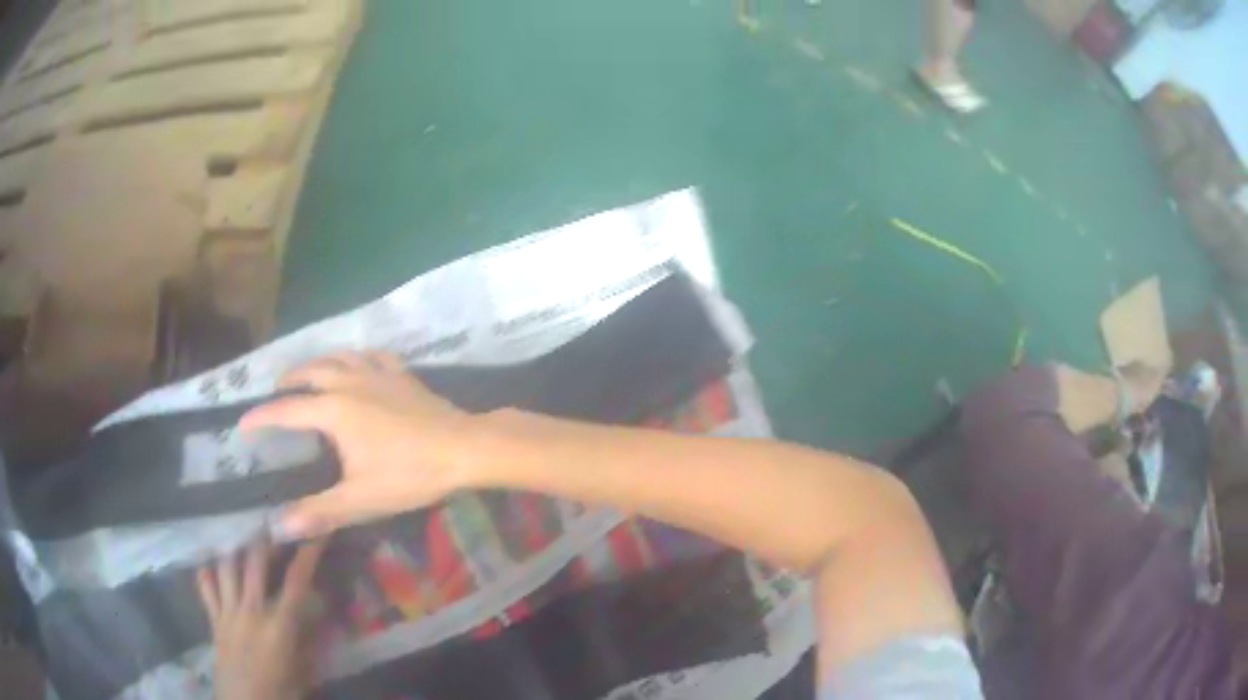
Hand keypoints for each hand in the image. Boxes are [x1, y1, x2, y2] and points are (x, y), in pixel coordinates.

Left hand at [198, 540, 326, 699]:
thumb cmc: (281, 691)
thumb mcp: (305, 670)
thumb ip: (311, 640)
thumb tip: (321, 612)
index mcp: (280, 625)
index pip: (297, 580)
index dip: (309, 553)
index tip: (318, 531)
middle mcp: (252, 610)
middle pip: (256, 561)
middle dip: (267, 538)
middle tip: (275, 526)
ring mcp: (229, 612)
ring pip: (228, 566)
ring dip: (236, 547)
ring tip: (244, 535)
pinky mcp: (213, 619)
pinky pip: (205, 587)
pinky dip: (207, 571)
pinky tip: (210, 561)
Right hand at [241, 352, 474, 535]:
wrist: (464, 448)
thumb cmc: (410, 474)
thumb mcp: (360, 499)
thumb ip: (319, 511)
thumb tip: (280, 526)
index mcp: (334, 410)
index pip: (286, 411)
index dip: (261, 417)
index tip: (242, 424)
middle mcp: (350, 382)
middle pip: (310, 372)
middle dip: (289, 381)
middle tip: (277, 393)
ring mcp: (378, 373)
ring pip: (339, 357)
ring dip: (318, 363)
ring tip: (309, 374)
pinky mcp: (402, 374)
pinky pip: (372, 355)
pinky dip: (357, 357)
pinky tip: (359, 363)